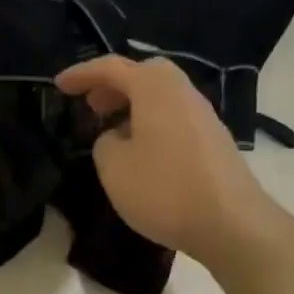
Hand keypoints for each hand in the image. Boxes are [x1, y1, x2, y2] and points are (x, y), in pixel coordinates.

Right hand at [55, 55, 272, 259]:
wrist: (234, 225)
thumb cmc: (165, 189)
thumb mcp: (113, 166)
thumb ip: (105, 142)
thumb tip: (118, 137)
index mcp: (155, 87)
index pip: (111, 68)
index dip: (81, 74)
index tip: (58, 85)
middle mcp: (182, 91)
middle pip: (143, 74)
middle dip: (113, 84)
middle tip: (90, 104)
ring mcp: (203, 115)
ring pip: (161, 96)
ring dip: (133, 104)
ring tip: (111, 129)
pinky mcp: (214, 140)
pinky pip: (174, 116)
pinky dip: (151, 121)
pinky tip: (141, 150)